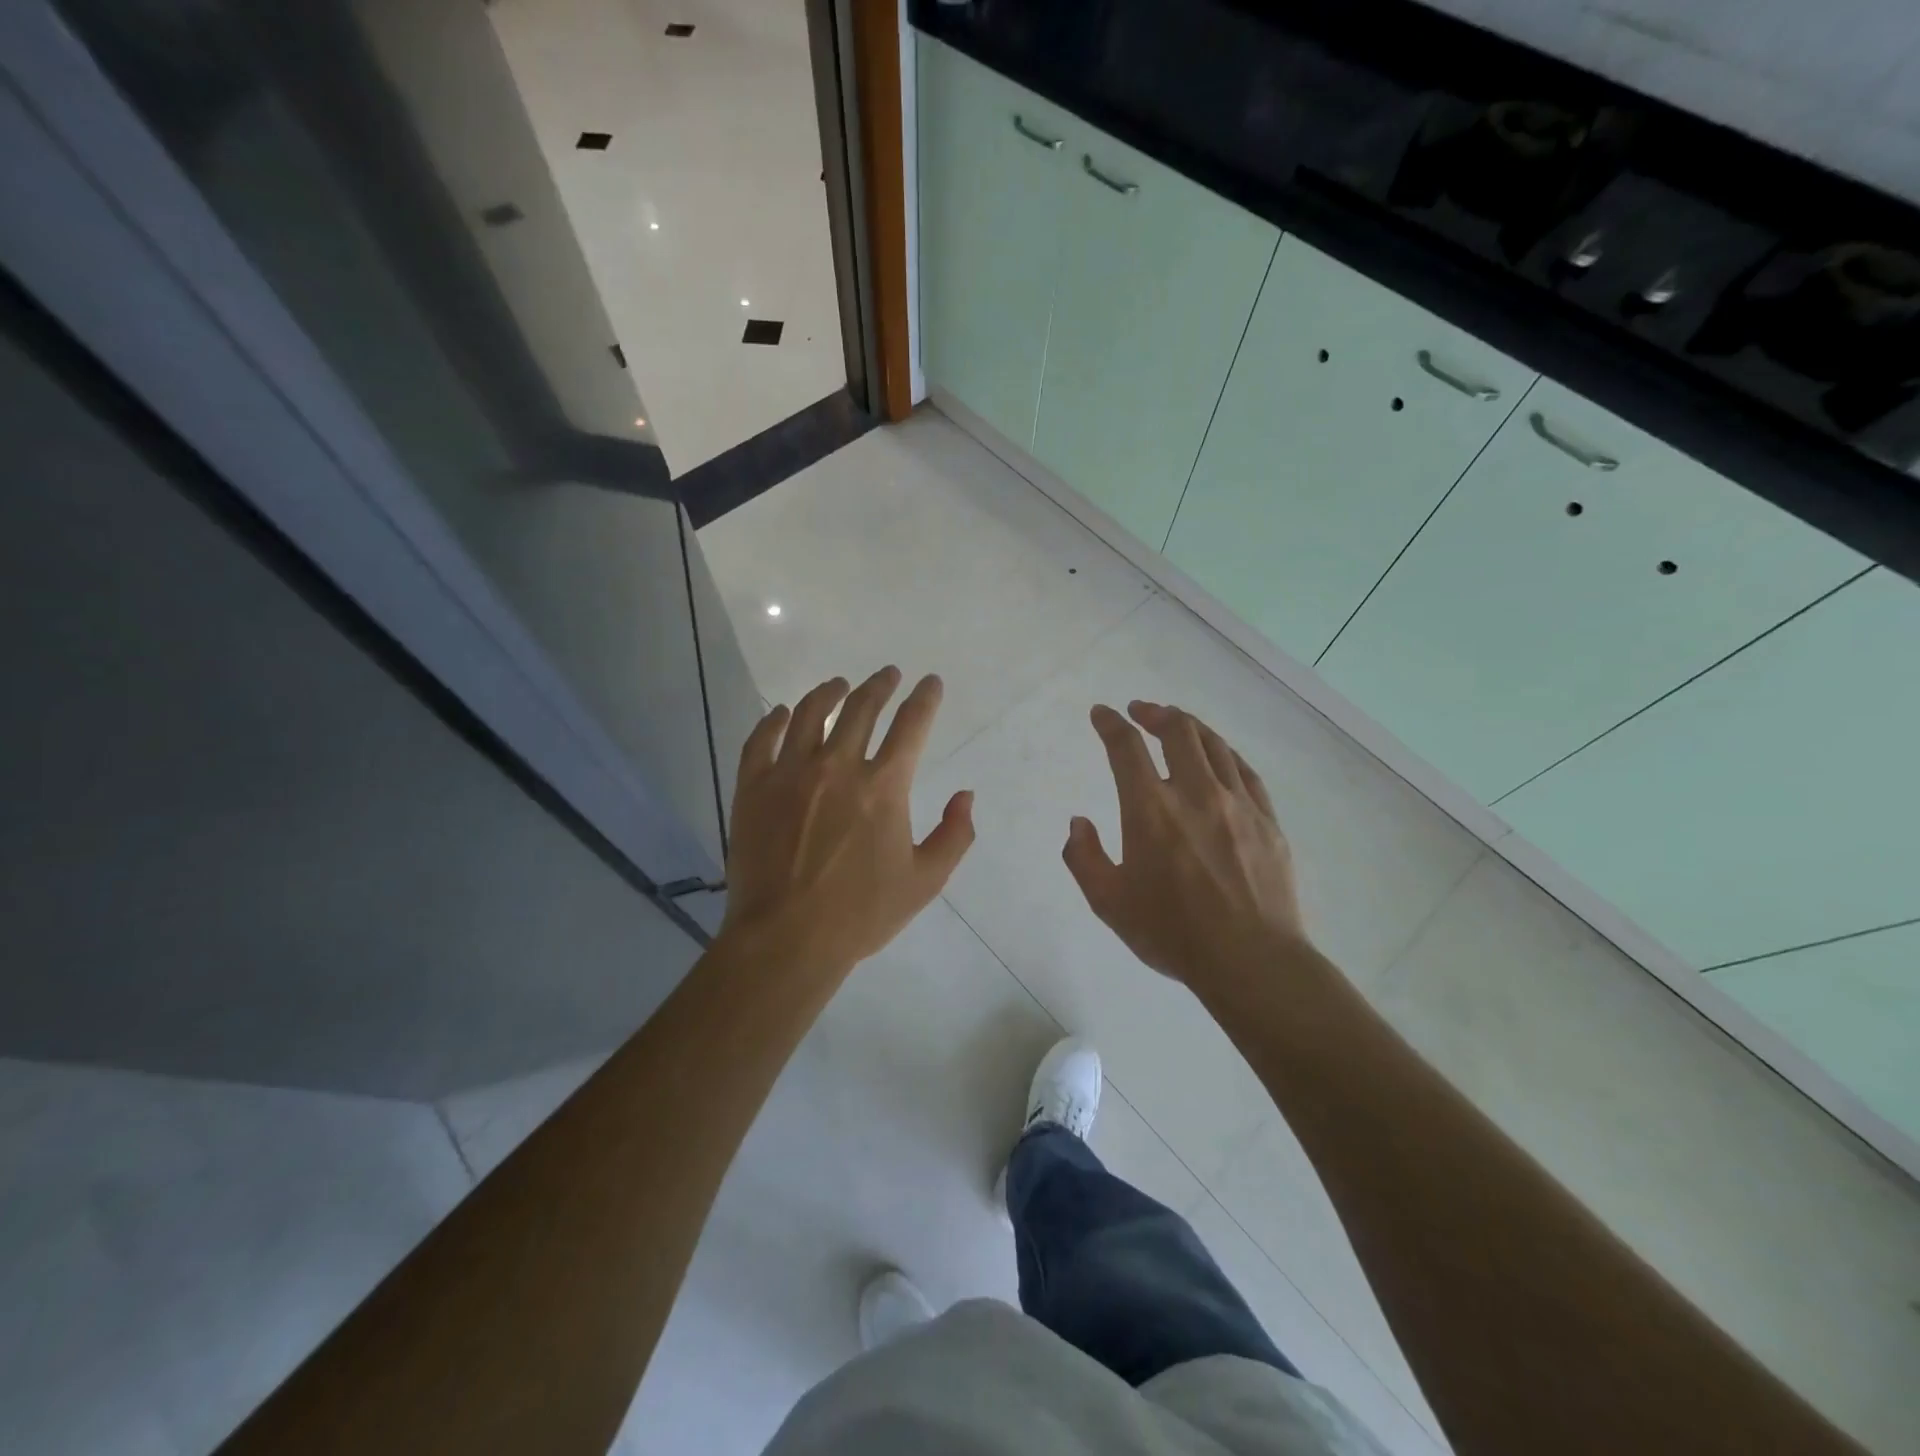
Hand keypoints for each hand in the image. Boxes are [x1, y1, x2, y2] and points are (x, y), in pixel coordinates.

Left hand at [720, 667, 974, 978]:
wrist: (785, 939)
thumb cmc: (861, 914)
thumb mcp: (925, 881)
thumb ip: (955, 835)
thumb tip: (965, 795)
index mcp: (883, 787)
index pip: (911, 725)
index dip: (925, 698)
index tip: (930, 683)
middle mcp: (838, 766)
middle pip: (861, 708)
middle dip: (880, 685)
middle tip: (888, 674)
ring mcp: (790, 773)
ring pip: (809, 713)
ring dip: (829, 691)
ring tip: (839, 684)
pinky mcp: (753, 787)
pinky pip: (761, 739)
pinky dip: (773, 720)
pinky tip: (781, 713)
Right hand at [1063, 701, 1309, 993]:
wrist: (1251, 960)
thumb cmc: (1172, 933)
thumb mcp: (1108, 903)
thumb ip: (1084, 857)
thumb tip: (1079, 822)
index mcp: (1150, 809)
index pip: (1125, 747)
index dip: (1110, 724)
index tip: (1102, 714)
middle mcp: (1195, 793)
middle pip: (1177, 730)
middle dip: (1154, 713)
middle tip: (1140, 711)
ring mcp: (1237, 803)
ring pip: (1214, 744)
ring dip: (1190, 725)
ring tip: (1176, 722)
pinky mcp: (1267, 819)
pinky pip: (1244, 770)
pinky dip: (1224, 753)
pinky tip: (1218, 756)